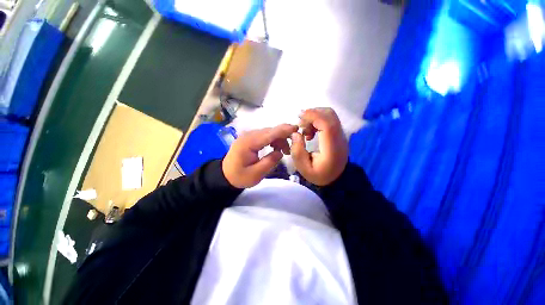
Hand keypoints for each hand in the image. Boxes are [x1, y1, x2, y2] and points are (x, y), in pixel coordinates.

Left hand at [223, 124, 297, 187]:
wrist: (225, 175)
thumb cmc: (240, 176)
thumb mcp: (256, 174)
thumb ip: (270, 162)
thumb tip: (280, 152)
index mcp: (249, 143)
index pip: (269, 134)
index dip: (283, 130)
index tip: (296, 129)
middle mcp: (248, 135)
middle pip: (270, 131)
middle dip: (283, 136)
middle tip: (292, 147)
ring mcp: (248, 135)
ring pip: (268, 132)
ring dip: (279, 138)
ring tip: (284, 151)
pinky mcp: (250, 138)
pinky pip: (264, 135)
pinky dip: (273, 139)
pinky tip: (276, 147)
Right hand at [291, 108, 347, 185]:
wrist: (337, 179)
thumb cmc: (319, 175)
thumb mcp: (303, 168)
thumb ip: (297, 152)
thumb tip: (296, 134)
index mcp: (332, 148)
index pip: (327, 124)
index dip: (313, 116)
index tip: (299, 116)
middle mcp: (339, 138)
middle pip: (329, 115)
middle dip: (312, 114)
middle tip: (300, 125)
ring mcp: (341, 135)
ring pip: (329, 115)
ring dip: (314, 117)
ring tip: (305, 131)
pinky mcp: (338, 134)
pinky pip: (329, 120)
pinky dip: (317, 121)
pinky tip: (310, 133)